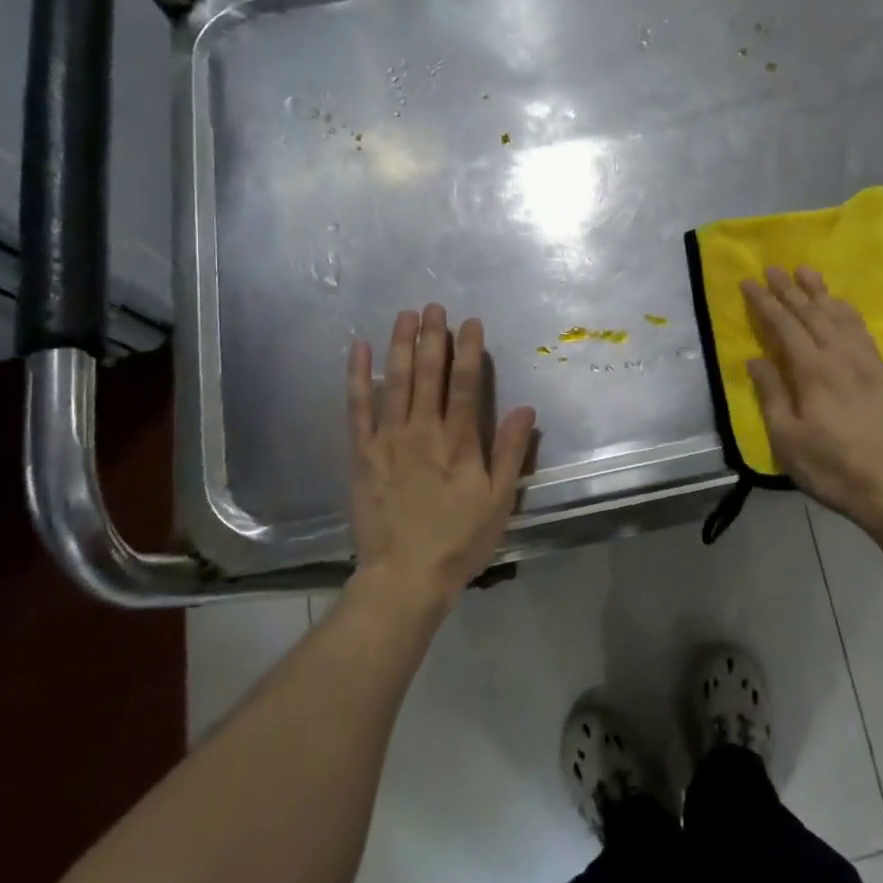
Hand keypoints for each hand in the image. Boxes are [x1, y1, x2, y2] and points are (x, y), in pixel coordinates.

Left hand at [347, 305, 535, 607]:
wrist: (404, 577)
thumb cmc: (459, 540)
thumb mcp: (499, 501)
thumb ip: (509, 452)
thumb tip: (525, 409)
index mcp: (458, 443)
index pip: (465, 385)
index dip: (469, 350)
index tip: (471, 322)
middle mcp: (423, 432)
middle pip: (428, 375)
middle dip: (434, 338)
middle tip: (436, 306)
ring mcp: (388, 440)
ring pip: (395, 383)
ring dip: (400, 346)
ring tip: (405, 315)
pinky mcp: (361, 454)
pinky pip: (357, 408)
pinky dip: (358, 377)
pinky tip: (358, 350)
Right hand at [742, 267, 882, 535]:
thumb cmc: (835, 469)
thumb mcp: (789, 441)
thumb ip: (772, 396)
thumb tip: (755, 359)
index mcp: (813, 372)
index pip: (784, 327)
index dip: (765, 303)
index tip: (749, 282)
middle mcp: (840, 358)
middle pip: (811, 315)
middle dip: (789, 290)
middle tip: (773, 267)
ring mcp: (867, 365)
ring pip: (840, 317)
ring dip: (821, 293)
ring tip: (807, 272)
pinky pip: (863, 332)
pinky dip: (849, 313)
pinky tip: (844, 308)